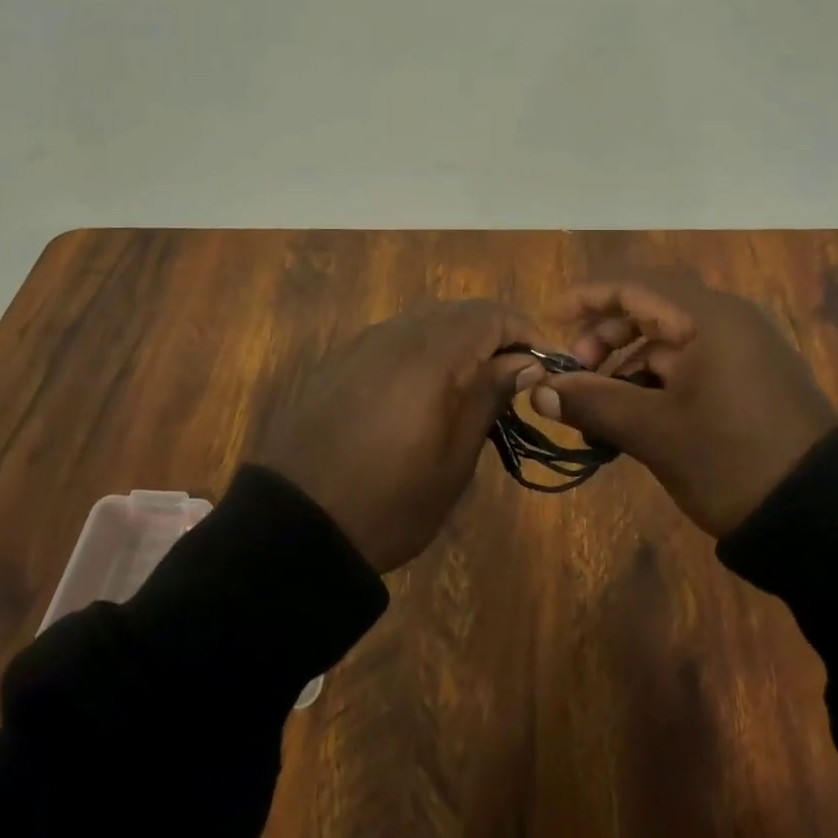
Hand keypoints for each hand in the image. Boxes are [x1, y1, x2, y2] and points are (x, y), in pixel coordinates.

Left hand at [251, 300, 540, 572]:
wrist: (294, 526)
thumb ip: (488, 397)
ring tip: (475, 382)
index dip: (525, 331)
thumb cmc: (388, 502)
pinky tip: (427, 387)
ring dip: (459, 339)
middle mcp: (396, 335)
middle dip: (495, 334)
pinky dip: (425, 349)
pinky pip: (395, 337)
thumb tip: (524, 362)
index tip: (544, 365)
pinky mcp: (340, 361)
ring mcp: (363, 345)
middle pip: (459, 311)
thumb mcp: (453, 461)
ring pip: (426, 320)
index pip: (490, 315)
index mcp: (430, 355)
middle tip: (515, 376)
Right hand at [524, 270, 837, 536]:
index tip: (550, 319)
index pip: (634, 285)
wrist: (824, 519)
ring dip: (627, 361)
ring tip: (599, 400)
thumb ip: (593, 402)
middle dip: (605, 335)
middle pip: (649, 308)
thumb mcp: (655, 432)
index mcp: (709, 317)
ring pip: (668, 339)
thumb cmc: (733, 461)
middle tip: (576, 372)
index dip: (587, 297)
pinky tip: (634, 411)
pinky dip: (655, 379)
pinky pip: (689, 362)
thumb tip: (537, 389)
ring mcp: (742, 350)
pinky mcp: (749, 379)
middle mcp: (727, 320)